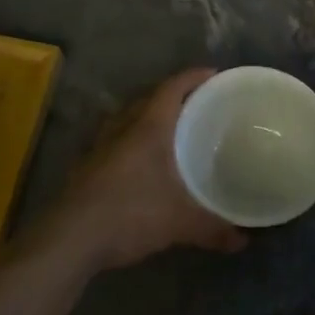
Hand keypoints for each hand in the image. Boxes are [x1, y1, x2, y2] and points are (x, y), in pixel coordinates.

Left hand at [29, 69, 246, 273]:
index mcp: (148, 127)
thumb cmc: (130, 214)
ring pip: (128, 118)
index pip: (172, 88)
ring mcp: (100, 145)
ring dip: (148, 117)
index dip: (193, 77)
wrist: (70, 238)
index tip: (214, 74)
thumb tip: (243, 241)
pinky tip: (140, 160)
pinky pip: (115, 139)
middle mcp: (122, 127)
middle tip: (198, 105)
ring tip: (170, 129)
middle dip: (173, 97)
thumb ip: (213, 228)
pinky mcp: (87, 165)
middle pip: (149, 99)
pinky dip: (131, 140)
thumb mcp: (179, 222)